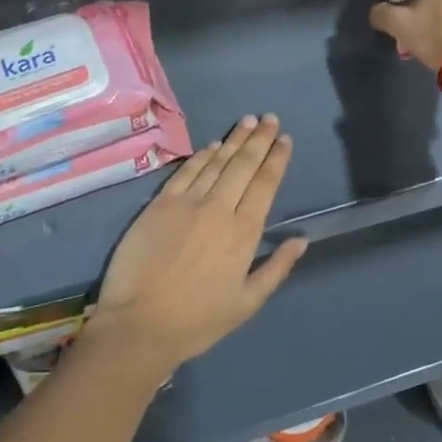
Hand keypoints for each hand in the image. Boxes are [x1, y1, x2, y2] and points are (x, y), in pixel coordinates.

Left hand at [90, 115, 305, 377]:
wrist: (139, 324)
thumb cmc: (197, 320)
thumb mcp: (246, 304)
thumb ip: (276, 268)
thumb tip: (301, 240)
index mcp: (244, 232)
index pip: (265, 184)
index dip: (276, 158)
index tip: (284, 139)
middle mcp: (219, 208)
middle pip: (244, 165)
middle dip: (259, 139)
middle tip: (270, 117)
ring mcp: (188, 202)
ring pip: (217, 161)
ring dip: (234, 139)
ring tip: (247, 121)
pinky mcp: (160, 203)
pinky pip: (186, 171)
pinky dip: (202, 155)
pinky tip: (213, 144)